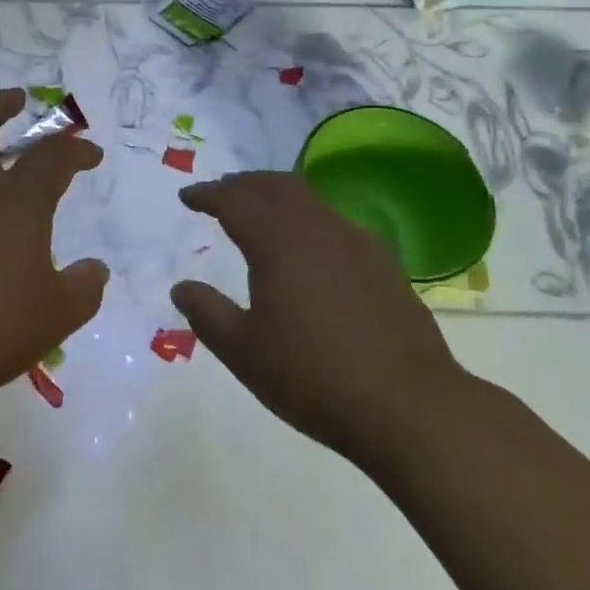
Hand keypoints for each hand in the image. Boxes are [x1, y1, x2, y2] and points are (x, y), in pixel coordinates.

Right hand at [170, 171, 471, 465]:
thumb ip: (207, 314)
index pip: (234, 200)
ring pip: (308, 198)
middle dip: (243, 184)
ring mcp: (355, 241)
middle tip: (222, 193)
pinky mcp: (383, 262)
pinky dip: (308, 218)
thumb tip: (181, 288)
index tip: (188, 196)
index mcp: (276, 241)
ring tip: (260, 213)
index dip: (207, 194)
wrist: (408, 406)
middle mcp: (316, 228)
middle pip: (274, 185)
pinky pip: (335, 222)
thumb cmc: (313, 377)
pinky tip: (309, 247)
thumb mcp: (243, 351)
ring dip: (277, 196)